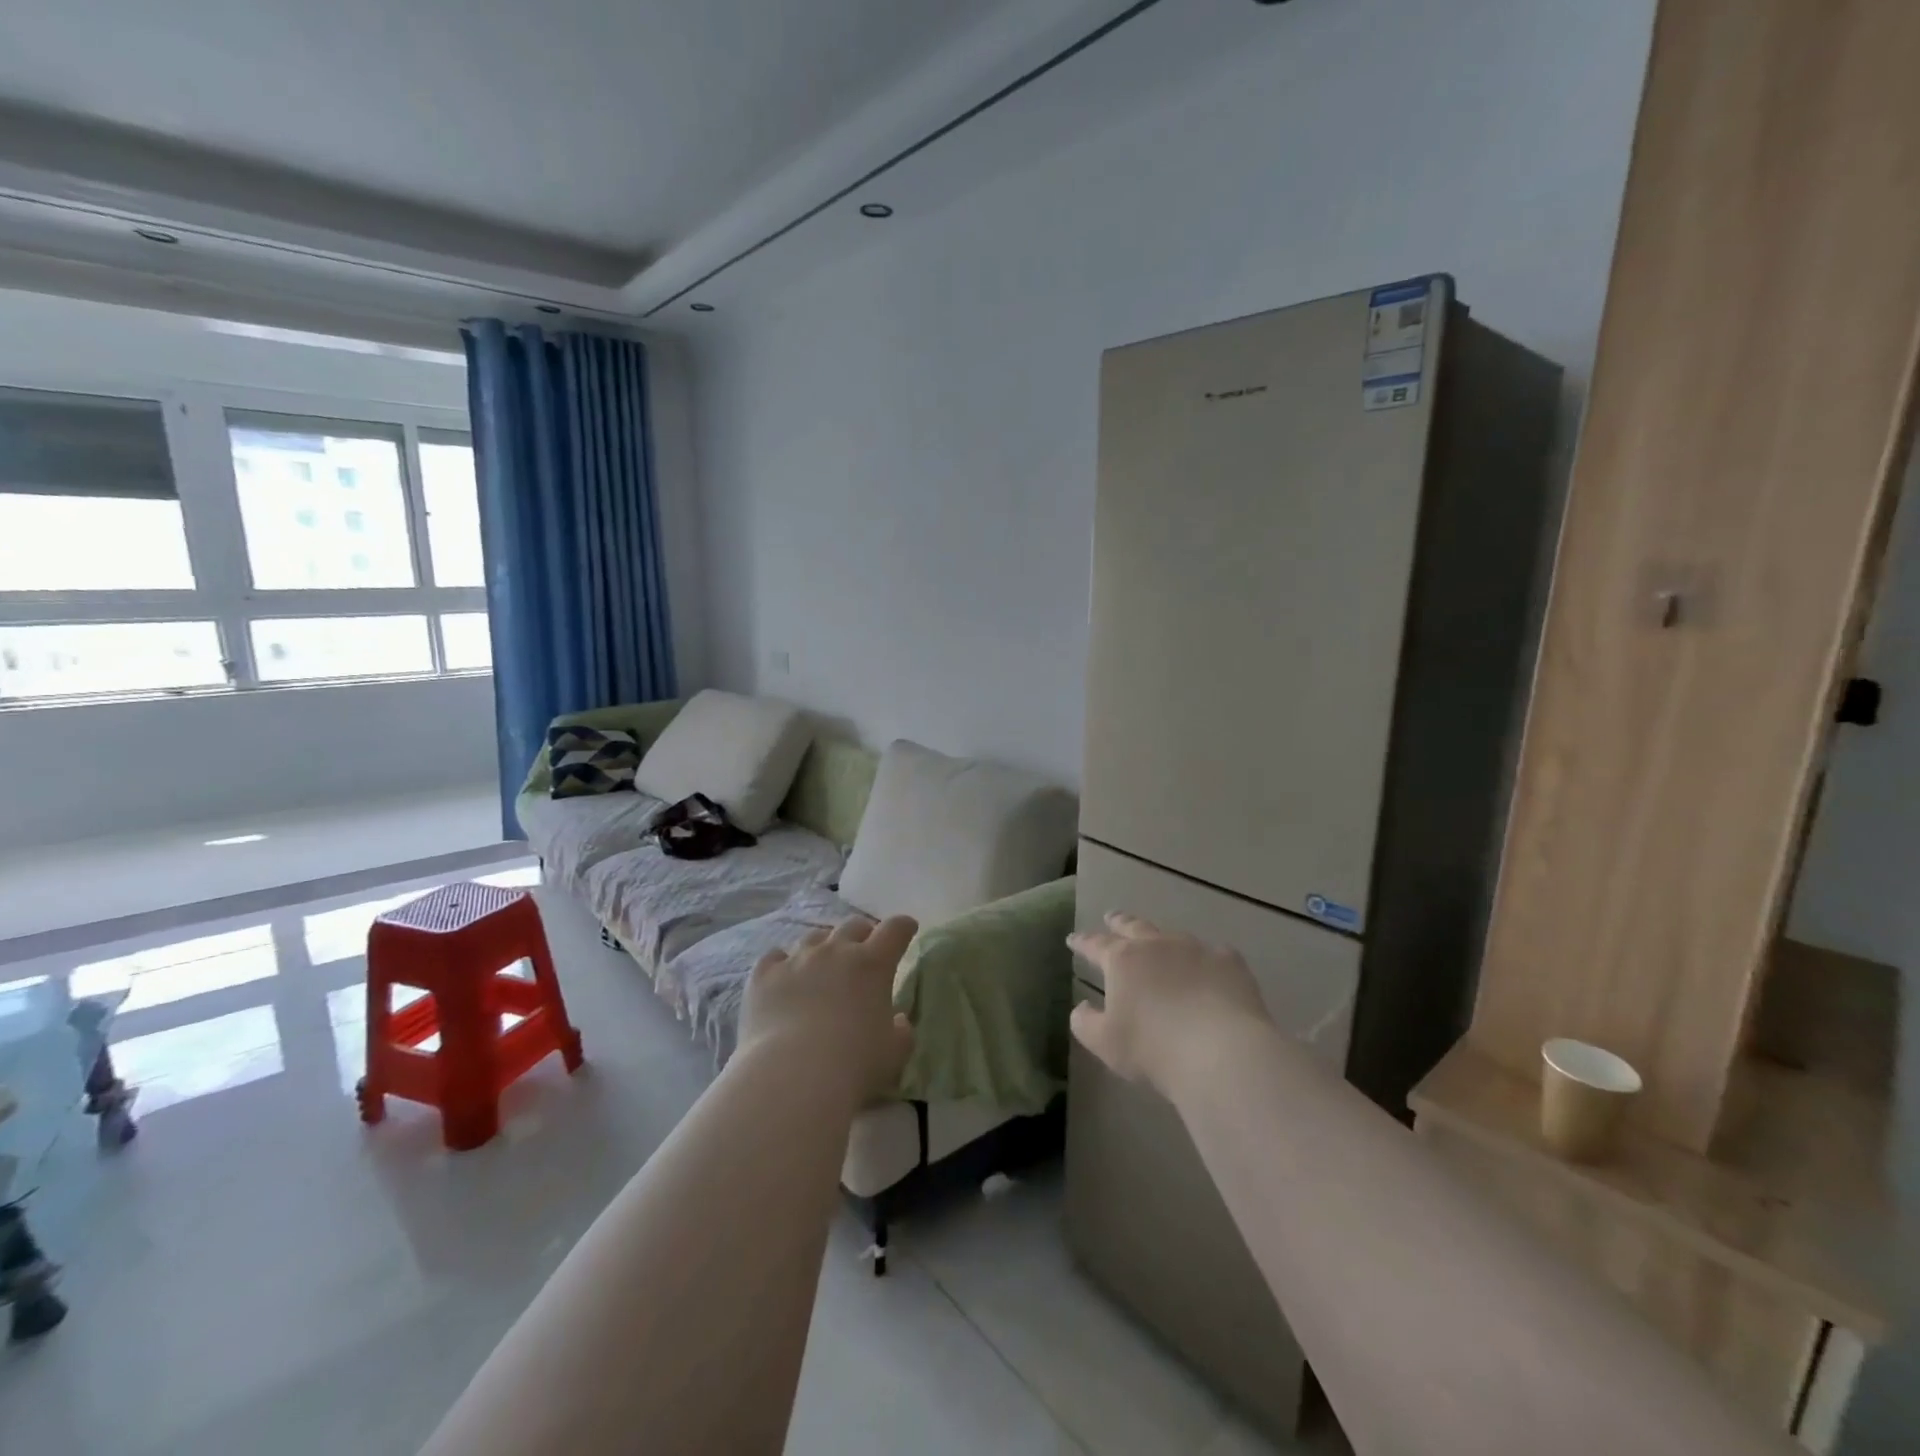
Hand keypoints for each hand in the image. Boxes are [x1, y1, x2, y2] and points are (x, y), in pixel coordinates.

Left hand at [739, 915, 917, 1104]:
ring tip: (823, 964)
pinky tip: (783, 975)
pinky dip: (782, 963)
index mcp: (872, 964)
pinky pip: (775, 956)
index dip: (903, 927)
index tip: (907, 929)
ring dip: (824, 946)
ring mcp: (796, 960)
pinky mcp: (764, 976)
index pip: (895, 929)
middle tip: (865, 950)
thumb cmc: (854, 1064)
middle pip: (853, 926)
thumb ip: (901, 1030)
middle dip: (864, 933)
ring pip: (814, 937)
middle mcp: (835, 951)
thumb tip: (898, 1020)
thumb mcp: (894, 1052)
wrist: (792, 1077)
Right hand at [1069, 913, 1270, 1098]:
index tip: (1073, 939)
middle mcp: (1157, 945)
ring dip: (1162, 939)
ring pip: (1173, 936)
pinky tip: (1209, 970)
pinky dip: (1205, 960)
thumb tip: (1081, 1007)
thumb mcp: (1105, 1043)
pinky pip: (1213, 954)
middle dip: (1119, 921)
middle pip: (1133, 926)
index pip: (1095, 944)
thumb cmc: (1154, 1049)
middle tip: (1111, 917)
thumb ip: (1085, 1022)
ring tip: (1161, 944)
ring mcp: (1196, 949)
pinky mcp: (1229, 962)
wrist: (1222, 1053)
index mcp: (1123, 960)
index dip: (1082, 942)